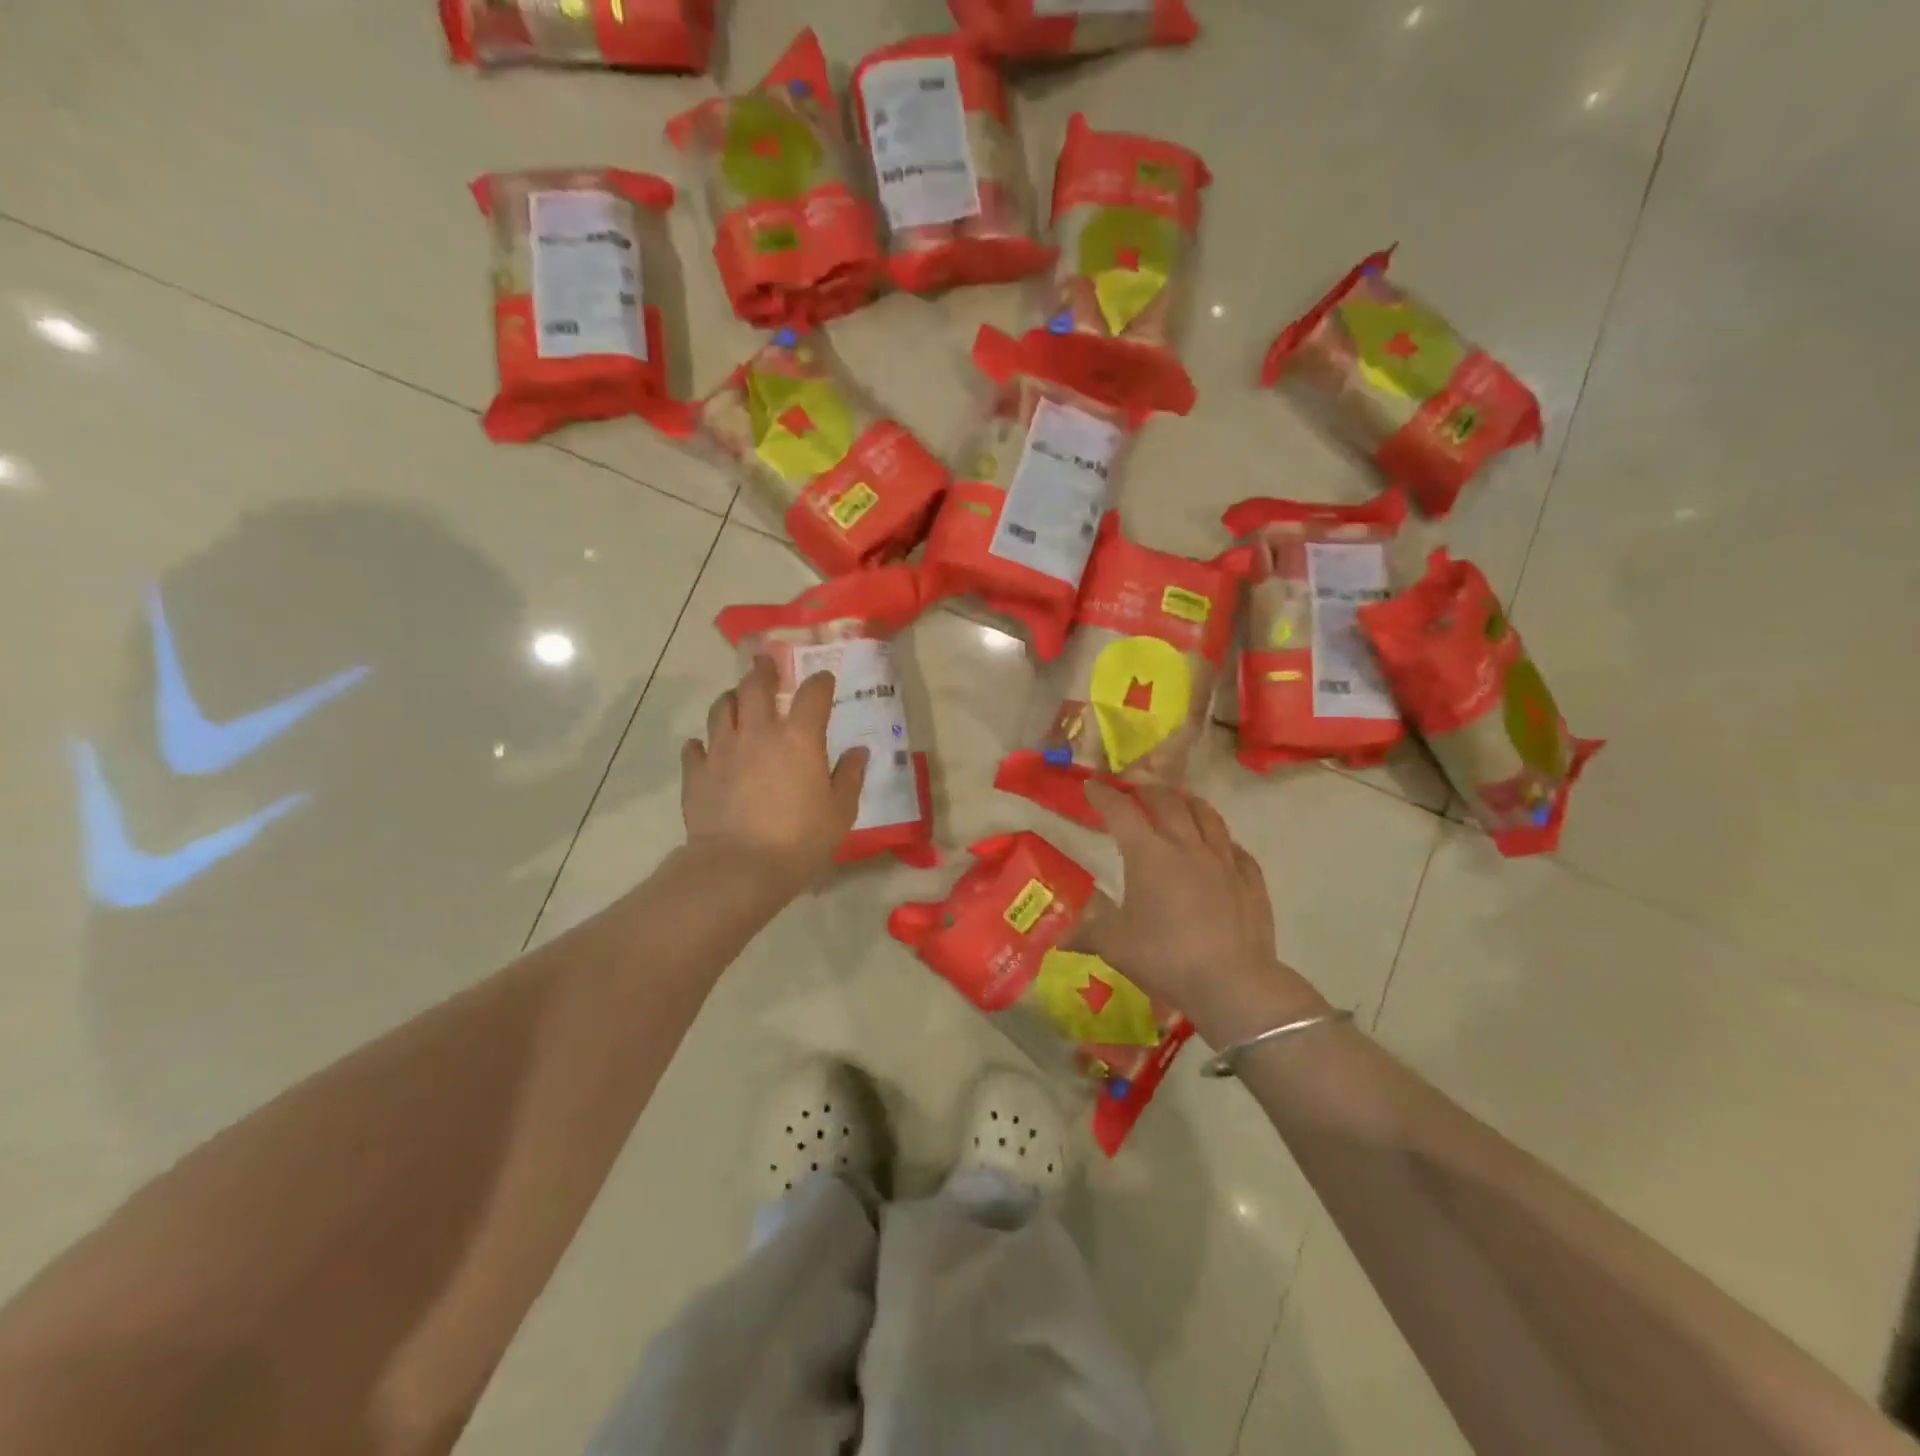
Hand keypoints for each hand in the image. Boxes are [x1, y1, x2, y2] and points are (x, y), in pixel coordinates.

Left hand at [680, 657, 866, 894]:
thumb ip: (849, 777)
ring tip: (736, 699)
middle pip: (755, 686)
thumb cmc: (800, 840)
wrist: (740, 867)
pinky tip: (706, 749)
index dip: (820, 682)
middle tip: (766, 665)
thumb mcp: (840, 811)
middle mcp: (759, 733)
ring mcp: (722, 750)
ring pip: (721, 708)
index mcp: (799, 738)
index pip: (813, 694)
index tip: (824, 679)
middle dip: (763, 670)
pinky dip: (702, 744)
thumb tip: (858, 752)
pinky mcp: (697, 773)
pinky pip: (695, 747)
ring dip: (731, 698)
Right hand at [1082, 783, 1327, 1044]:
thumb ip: (1087, 933)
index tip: (1091, 785)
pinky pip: (1235, 847)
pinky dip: (1221, 839)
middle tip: (1133, 792)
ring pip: (1206, 815)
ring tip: (1177, 802)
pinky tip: (1218, 847)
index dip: (1103, 795)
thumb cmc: (1166, 959)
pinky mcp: (1250, 880)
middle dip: (1146, 790)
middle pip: (1167, 801)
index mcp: (1148, 855)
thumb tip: (1060, 937)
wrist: (1233, 983)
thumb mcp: (1115, 946)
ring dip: (1187, 802)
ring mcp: (1223, 860)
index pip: (1121, 811)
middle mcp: (1186, 846)